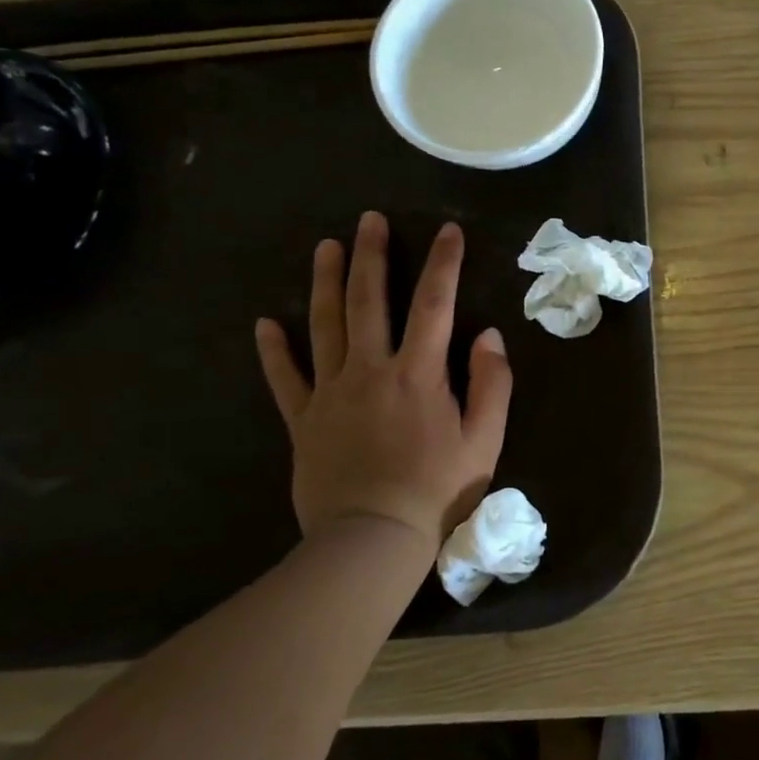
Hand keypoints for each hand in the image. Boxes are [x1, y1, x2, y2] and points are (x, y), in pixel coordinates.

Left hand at [254, 212, 511, 550]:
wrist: (372, 539)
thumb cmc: (438, 489)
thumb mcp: (485, 439)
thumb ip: (491, 384)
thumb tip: (489, 335)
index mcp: (419, 374)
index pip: (435, 305)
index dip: (443, 264)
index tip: (449, 230)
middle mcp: (371, 371)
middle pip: (369, 302)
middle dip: (372, 257)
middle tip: (369, 220)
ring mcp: (331, 393)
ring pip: (324, 327)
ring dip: (326, 284)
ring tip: (325, 247)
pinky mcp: (303, 420)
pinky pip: (285, 378)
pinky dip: (275, 350)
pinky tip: (266, 323)